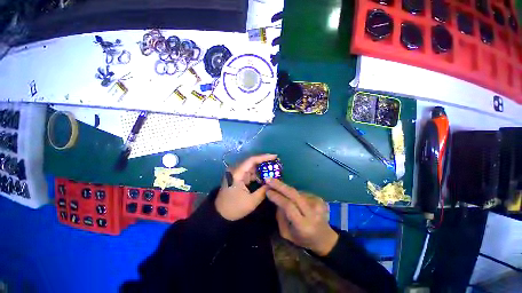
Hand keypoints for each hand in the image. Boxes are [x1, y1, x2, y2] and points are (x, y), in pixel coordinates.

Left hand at [215, 154, 276, 220]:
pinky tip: (265, 177)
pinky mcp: (237, 177)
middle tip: (276, 163)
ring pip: (251, 167)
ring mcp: (236, 173)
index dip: (264, 157)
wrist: (220, 214)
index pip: (251, 160)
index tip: (275, 156)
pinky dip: (257, 174)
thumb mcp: (251, 201)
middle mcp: (236, 170)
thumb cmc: (234, 208)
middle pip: (252, 162)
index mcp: (237, 173)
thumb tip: (273, 183)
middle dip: (264, 162)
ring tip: (273, 170)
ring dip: (261, 168)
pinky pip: (249, 172)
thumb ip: (263, 191)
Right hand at [266, 178, 338, 255]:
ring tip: (279, 190)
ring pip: (296, 192)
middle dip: (280, 185)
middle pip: (294, 194)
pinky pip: (301, 193)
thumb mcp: (287, 234)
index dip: (277, 197)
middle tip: (269, 179)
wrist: (324, 238)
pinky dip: (293, 193)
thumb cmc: (303, 239)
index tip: (267, 191)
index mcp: (303, 225)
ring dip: (285, 189)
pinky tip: (291, 197)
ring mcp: (317, 204)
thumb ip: (280, 217)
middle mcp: (312, 213)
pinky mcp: (319, 199)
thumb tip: (276, 199)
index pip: (289, 206)